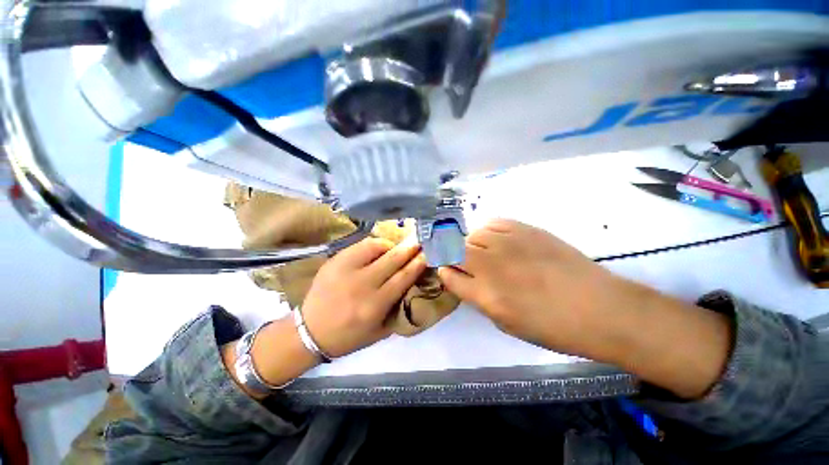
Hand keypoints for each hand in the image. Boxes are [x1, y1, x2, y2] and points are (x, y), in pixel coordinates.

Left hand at [302, 238, 426, 357]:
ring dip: (391, 245)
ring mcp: (346, 270)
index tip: (426, 255)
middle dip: (409, 249)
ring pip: (376, 247)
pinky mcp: (335, 262)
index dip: (417, 264)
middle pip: (393, 259)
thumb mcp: (380, 331)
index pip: (403, 277)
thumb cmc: (349, 336)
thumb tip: (413, 283)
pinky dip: (374, 244)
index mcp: (375, 305)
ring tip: (397, 247)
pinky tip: (379, 248)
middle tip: (419, 242)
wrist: (310, 333)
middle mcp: (362, 285)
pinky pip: (360, 245)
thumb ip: (398, 307)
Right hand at [437, 219, 626, 357]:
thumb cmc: (551, 326)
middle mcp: (492, 265)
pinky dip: (487, 231)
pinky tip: (496, 240)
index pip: (448, 275)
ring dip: (470, 243)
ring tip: (482, 251)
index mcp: (486, 295)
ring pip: (472, 234)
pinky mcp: (525, 230)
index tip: (445, 270)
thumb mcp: (506, 323)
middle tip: (461, 261)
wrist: (600, 307)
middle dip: (450, 254)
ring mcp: (508, 243)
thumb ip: (477, 298)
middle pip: (454, 249)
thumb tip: (461, 278)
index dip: (443, 271)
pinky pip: (493, 223)